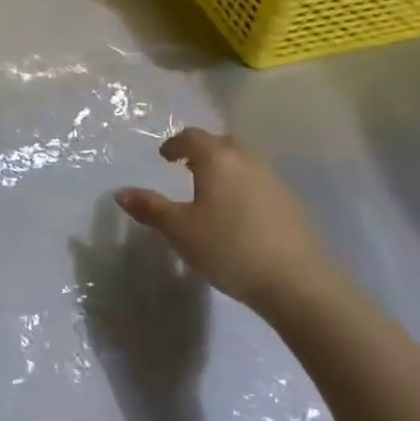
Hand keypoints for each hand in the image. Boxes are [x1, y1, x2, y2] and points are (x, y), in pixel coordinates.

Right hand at [113, 128, 345, 313]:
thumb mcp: (180, 230)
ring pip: (244, 163)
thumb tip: (120, 192)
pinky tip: (236, 215)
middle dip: (203, 151)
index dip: (175, 144)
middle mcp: (248, 161)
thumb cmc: (229, 247)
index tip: (164, 157)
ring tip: (209, 191)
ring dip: (225, 169)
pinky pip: (259, 183)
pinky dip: (242, 187)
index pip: (193, 137)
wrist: (299, 282)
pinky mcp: (291, 205)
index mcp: (218, 159)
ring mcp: (274, 182)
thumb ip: (150, 208)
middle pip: (223, 144)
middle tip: (186, 167)